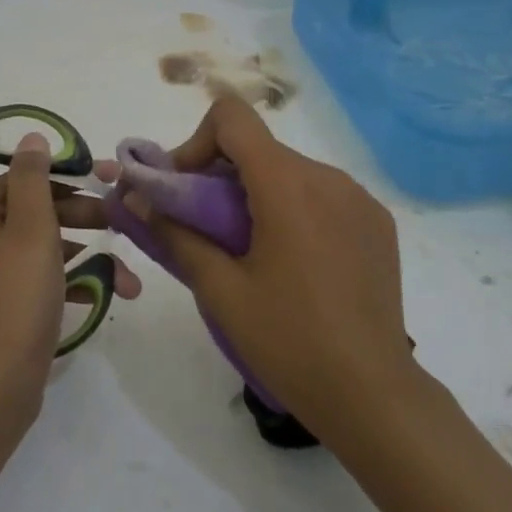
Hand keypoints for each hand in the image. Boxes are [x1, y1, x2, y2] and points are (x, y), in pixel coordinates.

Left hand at [0, 132, 139, 428]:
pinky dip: (72, 283)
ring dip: (88, 256)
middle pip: (37, 209)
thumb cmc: (12, 302)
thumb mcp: (30, 231)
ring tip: (129, 277)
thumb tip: (31, 136)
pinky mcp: (2, 302)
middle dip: (85, 219)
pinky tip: (111, 295)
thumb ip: (34, 178)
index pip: (27, 177)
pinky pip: (40, 278)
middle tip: (123, 223)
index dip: (71, 179)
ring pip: (45, 246)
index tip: (112, 183)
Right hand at [124, 95, 407, 439]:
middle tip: (203, 230)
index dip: (197, 142)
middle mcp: (328, 176)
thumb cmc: (288, 341)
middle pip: (258, 148)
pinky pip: (322, 194)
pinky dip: (294, 209)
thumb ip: (175, 234)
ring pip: (289, 171)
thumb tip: (135, 198)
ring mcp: (359, 198)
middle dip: (220, 176)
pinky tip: (293, 263)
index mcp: (287, 184)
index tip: (185, 190)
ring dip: (257, 194)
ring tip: (249, 252)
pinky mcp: (377, 221)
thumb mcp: (220, 290)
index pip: (232, 117)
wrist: (373, 395)